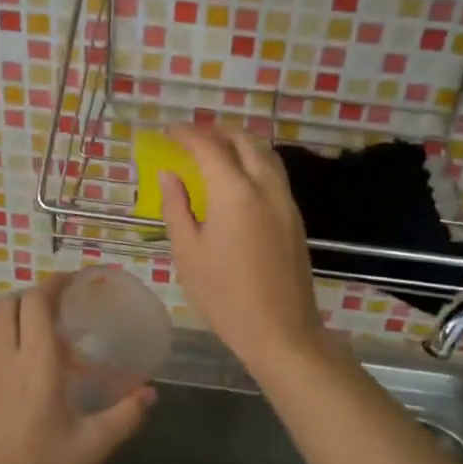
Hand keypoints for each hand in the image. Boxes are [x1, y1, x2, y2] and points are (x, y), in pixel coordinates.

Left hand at [0, 275, 152, 463]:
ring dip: (5, 320)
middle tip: (55, 311)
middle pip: (6, 308)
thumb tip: (151, 392)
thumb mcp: (93, 447)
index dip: (53, 285)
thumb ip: (125, 414)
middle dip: (29, 300)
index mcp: (36, 365)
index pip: (37, 304)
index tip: (71, 282)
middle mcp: (1, 362)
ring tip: (28, 334)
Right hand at [159, 125, 326, 368]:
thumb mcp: (188, 253)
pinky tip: (238, 178)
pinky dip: (254, 161)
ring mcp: (285, 200)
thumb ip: (177, 207)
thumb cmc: (225, 296)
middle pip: (243, 140)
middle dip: (216, 131)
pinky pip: (274, 173)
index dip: (186, 134)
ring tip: (214, 151)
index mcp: (234, 193)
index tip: (167, 132)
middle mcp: (265, 186)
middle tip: (190, 138)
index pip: (208, 146)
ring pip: (265, 153)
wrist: (281, 331)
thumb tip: (169, 174)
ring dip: (239, 143)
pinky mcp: (295, 216)